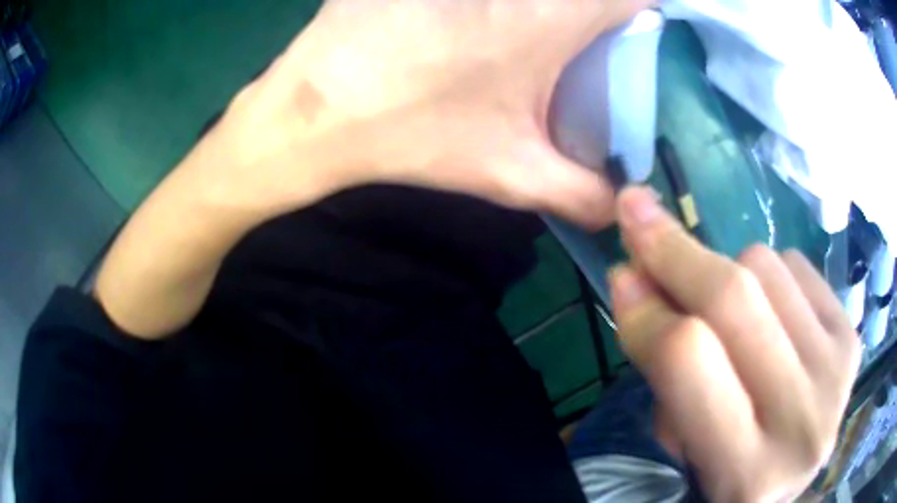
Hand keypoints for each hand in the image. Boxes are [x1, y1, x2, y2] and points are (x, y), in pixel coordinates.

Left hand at [204, 0, 652, 227]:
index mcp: (554, 14)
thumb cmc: (414, 132)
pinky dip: (495, 8)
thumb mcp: (510, 172)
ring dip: (543, 12)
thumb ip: (581, 194)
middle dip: (593, 15)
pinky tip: (470, 30)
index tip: (629, 39)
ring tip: (524, 47)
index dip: (642, 14)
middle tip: (582, 48)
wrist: (316, 108)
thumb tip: (618, 209)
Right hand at [609, 188, 860, 501]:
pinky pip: (798, 264)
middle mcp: (802, 420)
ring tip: (725, 309)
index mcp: (747, 472)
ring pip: (767, 266)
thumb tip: (632, 277)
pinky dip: (770, 274)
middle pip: (734, 298)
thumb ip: (663, 370)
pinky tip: (769, 311)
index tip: (620, 270)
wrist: (796, 466)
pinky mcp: (852, 334)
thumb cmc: (730, 470)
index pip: (690, 361)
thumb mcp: (686, 446)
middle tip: (638, 215)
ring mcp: (837, 371)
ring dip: (728, 271)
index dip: (648, 311)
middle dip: (675, 251)